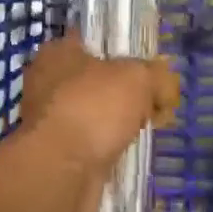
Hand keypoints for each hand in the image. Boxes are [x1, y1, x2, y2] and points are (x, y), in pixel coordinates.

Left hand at [21, 32, 178, 183]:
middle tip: (152, 102)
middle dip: (123, 92)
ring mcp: (48, 119)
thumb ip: (158, 76)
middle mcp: (46, 82)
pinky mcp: (54, 152)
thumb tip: (166, 88)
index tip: (147, 68)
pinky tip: (125, 152)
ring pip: (93, 113)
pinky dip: (106, 146)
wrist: (62, 169)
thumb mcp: (139, 79)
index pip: (92, 42)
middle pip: (95, 80)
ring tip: (144, 129)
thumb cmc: (94, 108)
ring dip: (115, 122)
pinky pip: (89, 142)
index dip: (122, 52)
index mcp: (57, 52)